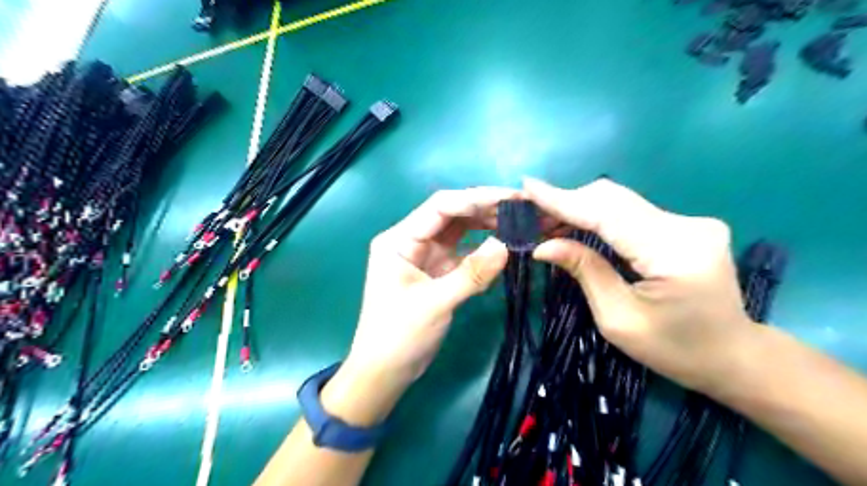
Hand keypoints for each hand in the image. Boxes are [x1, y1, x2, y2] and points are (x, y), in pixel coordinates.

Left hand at [325, 188, 513, 422]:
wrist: (385, 371)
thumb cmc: (399, 336)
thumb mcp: (435, 304)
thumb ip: (471, 274)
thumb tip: (506, 245)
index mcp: (399, 240)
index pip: (440, 207)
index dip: (475, 199)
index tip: (510, 199)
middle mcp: (412, 241)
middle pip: (452, 214)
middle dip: (485, 209)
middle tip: (522, 208)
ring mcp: (425, 256)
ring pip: (459, 231)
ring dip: (486, 226)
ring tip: (518, 223)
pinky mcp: (437, 271)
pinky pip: (463, 252)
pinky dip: (482, 250)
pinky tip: (503, 248)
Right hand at [525, 177, 756, 392]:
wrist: (733, 355)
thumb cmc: (675, 349)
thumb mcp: (619, 319)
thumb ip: (585, 272)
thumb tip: (543, 245)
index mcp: (674, 252)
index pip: (607, 214)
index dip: (564, 200)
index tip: (527, 186)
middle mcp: (686, 226)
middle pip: (613, 199)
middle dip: (568, 202)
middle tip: (531, 214)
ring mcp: (689, 222)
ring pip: (620, 202)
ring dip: (580, 208)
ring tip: (547, 222)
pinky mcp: (684, 225)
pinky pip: (630, 212)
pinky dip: (598, 217)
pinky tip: (576, 226)